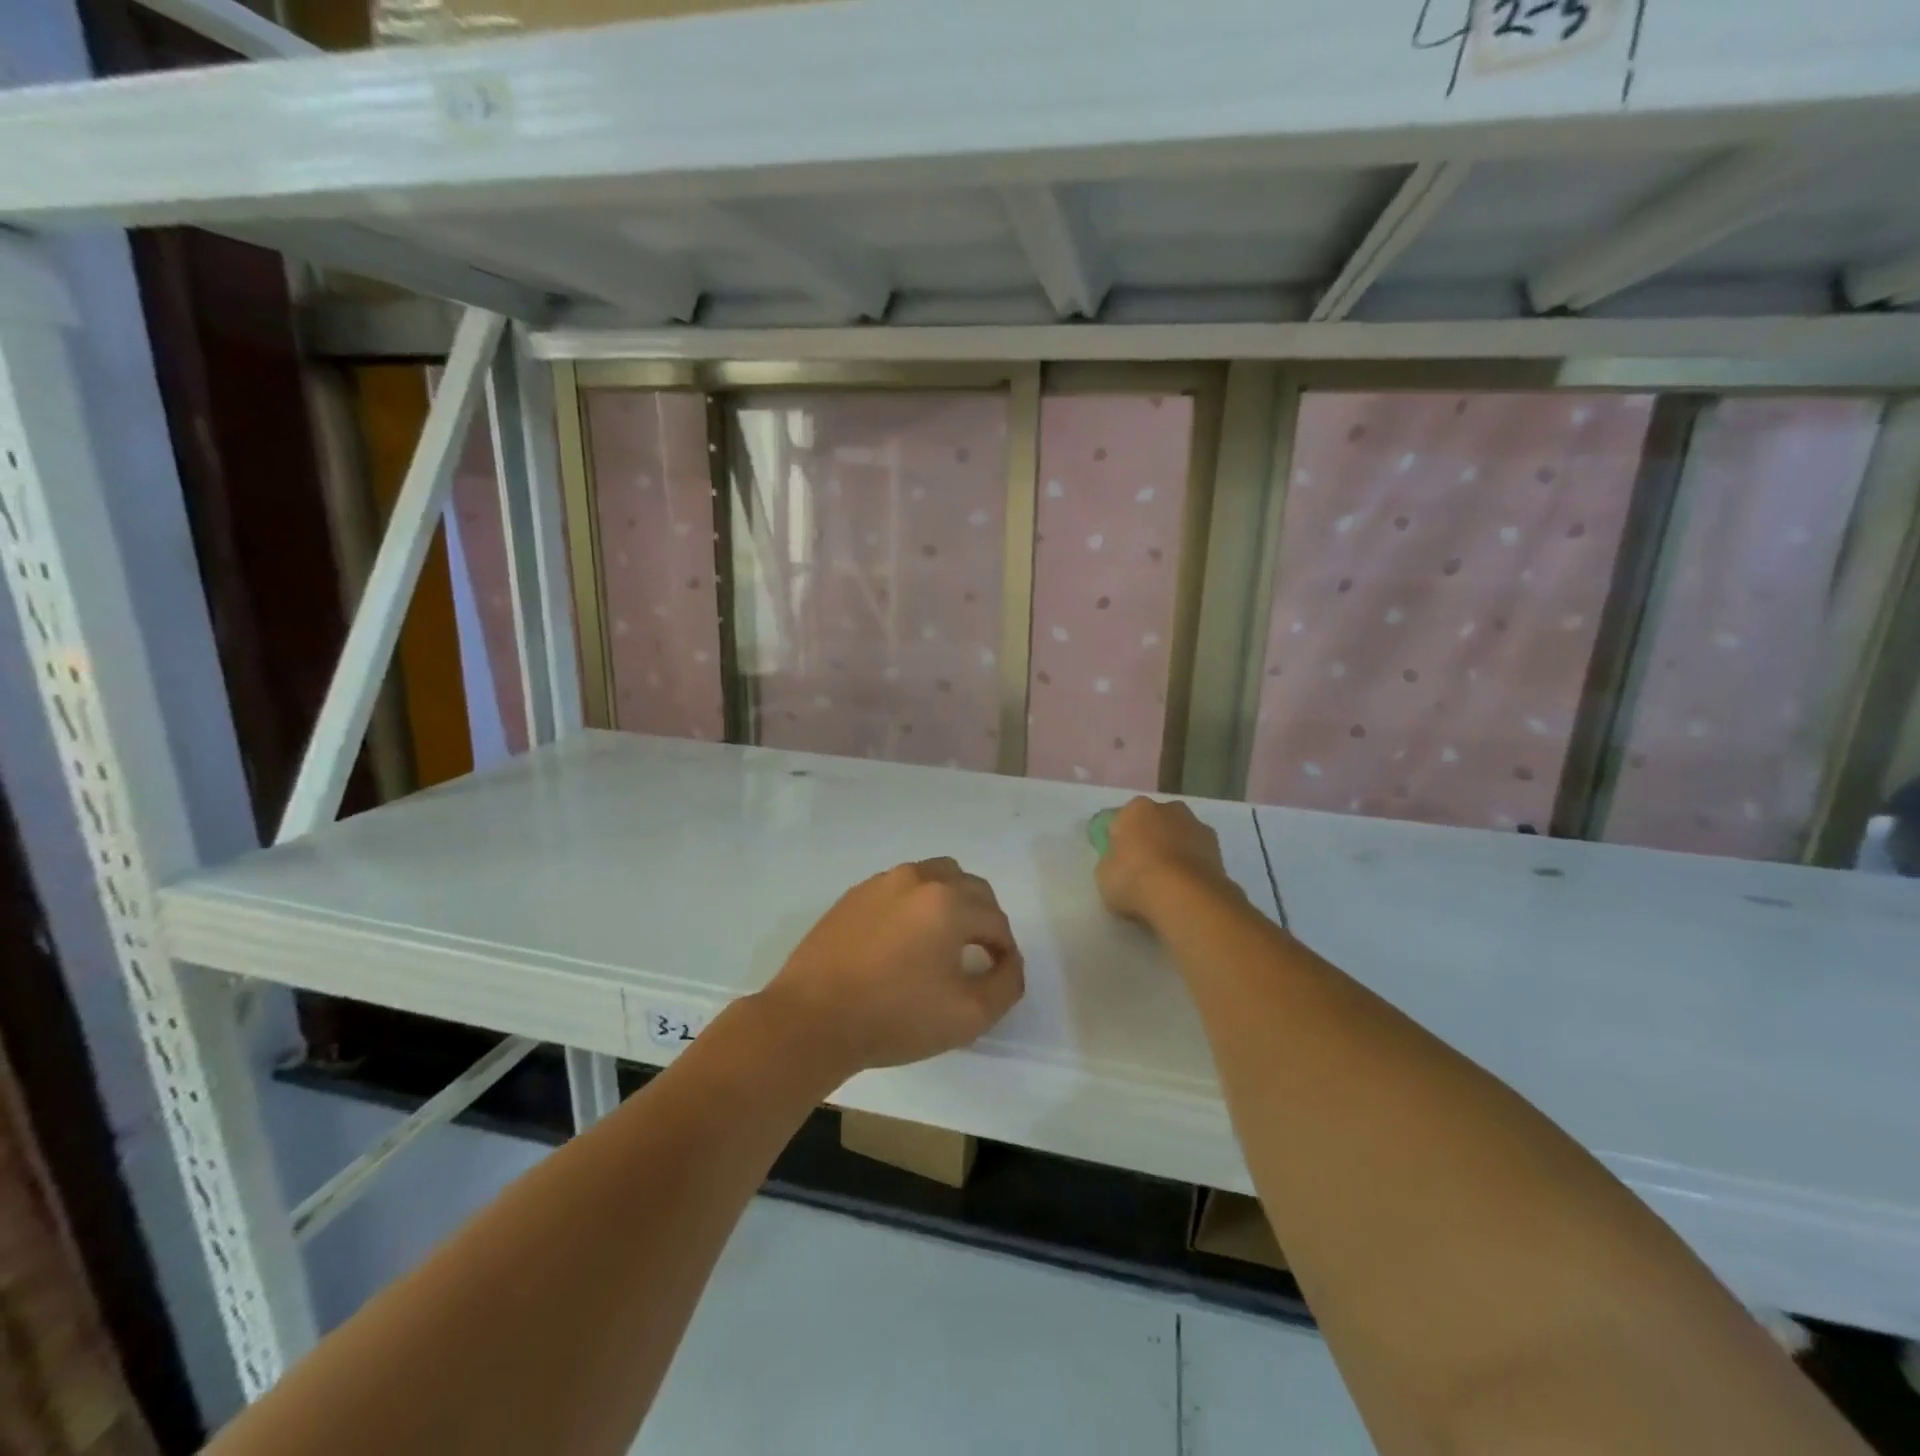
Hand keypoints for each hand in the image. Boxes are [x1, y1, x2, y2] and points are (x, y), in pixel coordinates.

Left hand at [755, 858, 1024, 1079]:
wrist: (812, 1019)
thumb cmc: (895, 1017)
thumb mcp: (968, 1015)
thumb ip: (1006, 984)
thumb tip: (1009, 961)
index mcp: (949, 902)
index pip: (996, 919)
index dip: (1004, 949)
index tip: (997, 974)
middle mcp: (918, 879)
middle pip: (969, 887)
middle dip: (983, 918)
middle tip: (977, 955)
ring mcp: (881, 882)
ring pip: (934, 878)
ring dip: (950, 902)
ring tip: (942, 941)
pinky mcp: (854, 895)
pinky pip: (900, 889)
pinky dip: (914, 905)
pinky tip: (902, 942)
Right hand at [1096, 797, 1240, 927]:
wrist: (1184, 897)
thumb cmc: (1134, 879)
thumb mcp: (1103, 874)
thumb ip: (1111, 862)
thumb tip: (1120, 864)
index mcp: (1136, 808)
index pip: (1121, 821)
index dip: (1118, 841)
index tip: (1117, 862)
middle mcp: (1169, 809)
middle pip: (1154, 824)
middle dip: (1150, 841)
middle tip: (1141, 872)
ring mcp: (1198, 827)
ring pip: (1179, 838)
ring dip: (1174, 853)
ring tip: (1167, 886)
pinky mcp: (1220, 851)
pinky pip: (1197, 857)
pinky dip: (1192, 869)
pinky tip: (1185, 891)